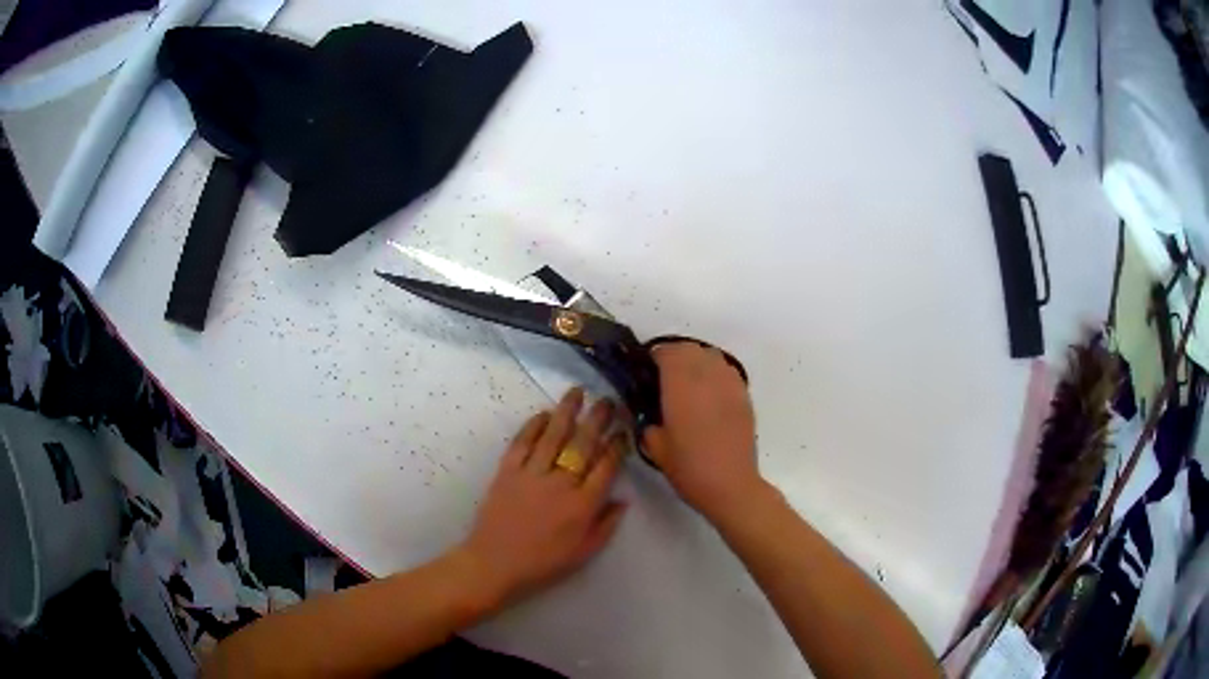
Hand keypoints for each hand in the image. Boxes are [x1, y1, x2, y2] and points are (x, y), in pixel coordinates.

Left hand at [457, 388, 627, 607]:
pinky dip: (534, 425)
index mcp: (583, 505)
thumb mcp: (584, 552)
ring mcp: (532, 474)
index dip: (617, 445)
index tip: (623, 430)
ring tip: (578, 392)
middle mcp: (561, 483)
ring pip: (554, 435)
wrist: (495, 563)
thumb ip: (606, 524)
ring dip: (567, 411)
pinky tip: (544, 413)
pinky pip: (523, 441)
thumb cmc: (543, 562)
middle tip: (607, 401)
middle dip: (598, 419)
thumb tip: (623, 499)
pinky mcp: (508, 470)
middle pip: (583, 444)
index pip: (607, 466)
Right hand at [642, 343, 758, 518]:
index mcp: (681, 386)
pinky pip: (727, 371)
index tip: (647, 370)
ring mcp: (729, 384)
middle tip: (665, 376)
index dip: (654, 357)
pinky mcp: (744, 396)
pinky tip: (709, 394)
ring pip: (712, 356)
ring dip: (697, 361)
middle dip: (675, 356)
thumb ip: (647, 420)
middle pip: (690, 349)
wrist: (730, 484)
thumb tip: (646, 409)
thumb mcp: (655, 446)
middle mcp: (707, 377)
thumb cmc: (689, 467)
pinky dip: (715, 373)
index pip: (667, 353)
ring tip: (688, 382)